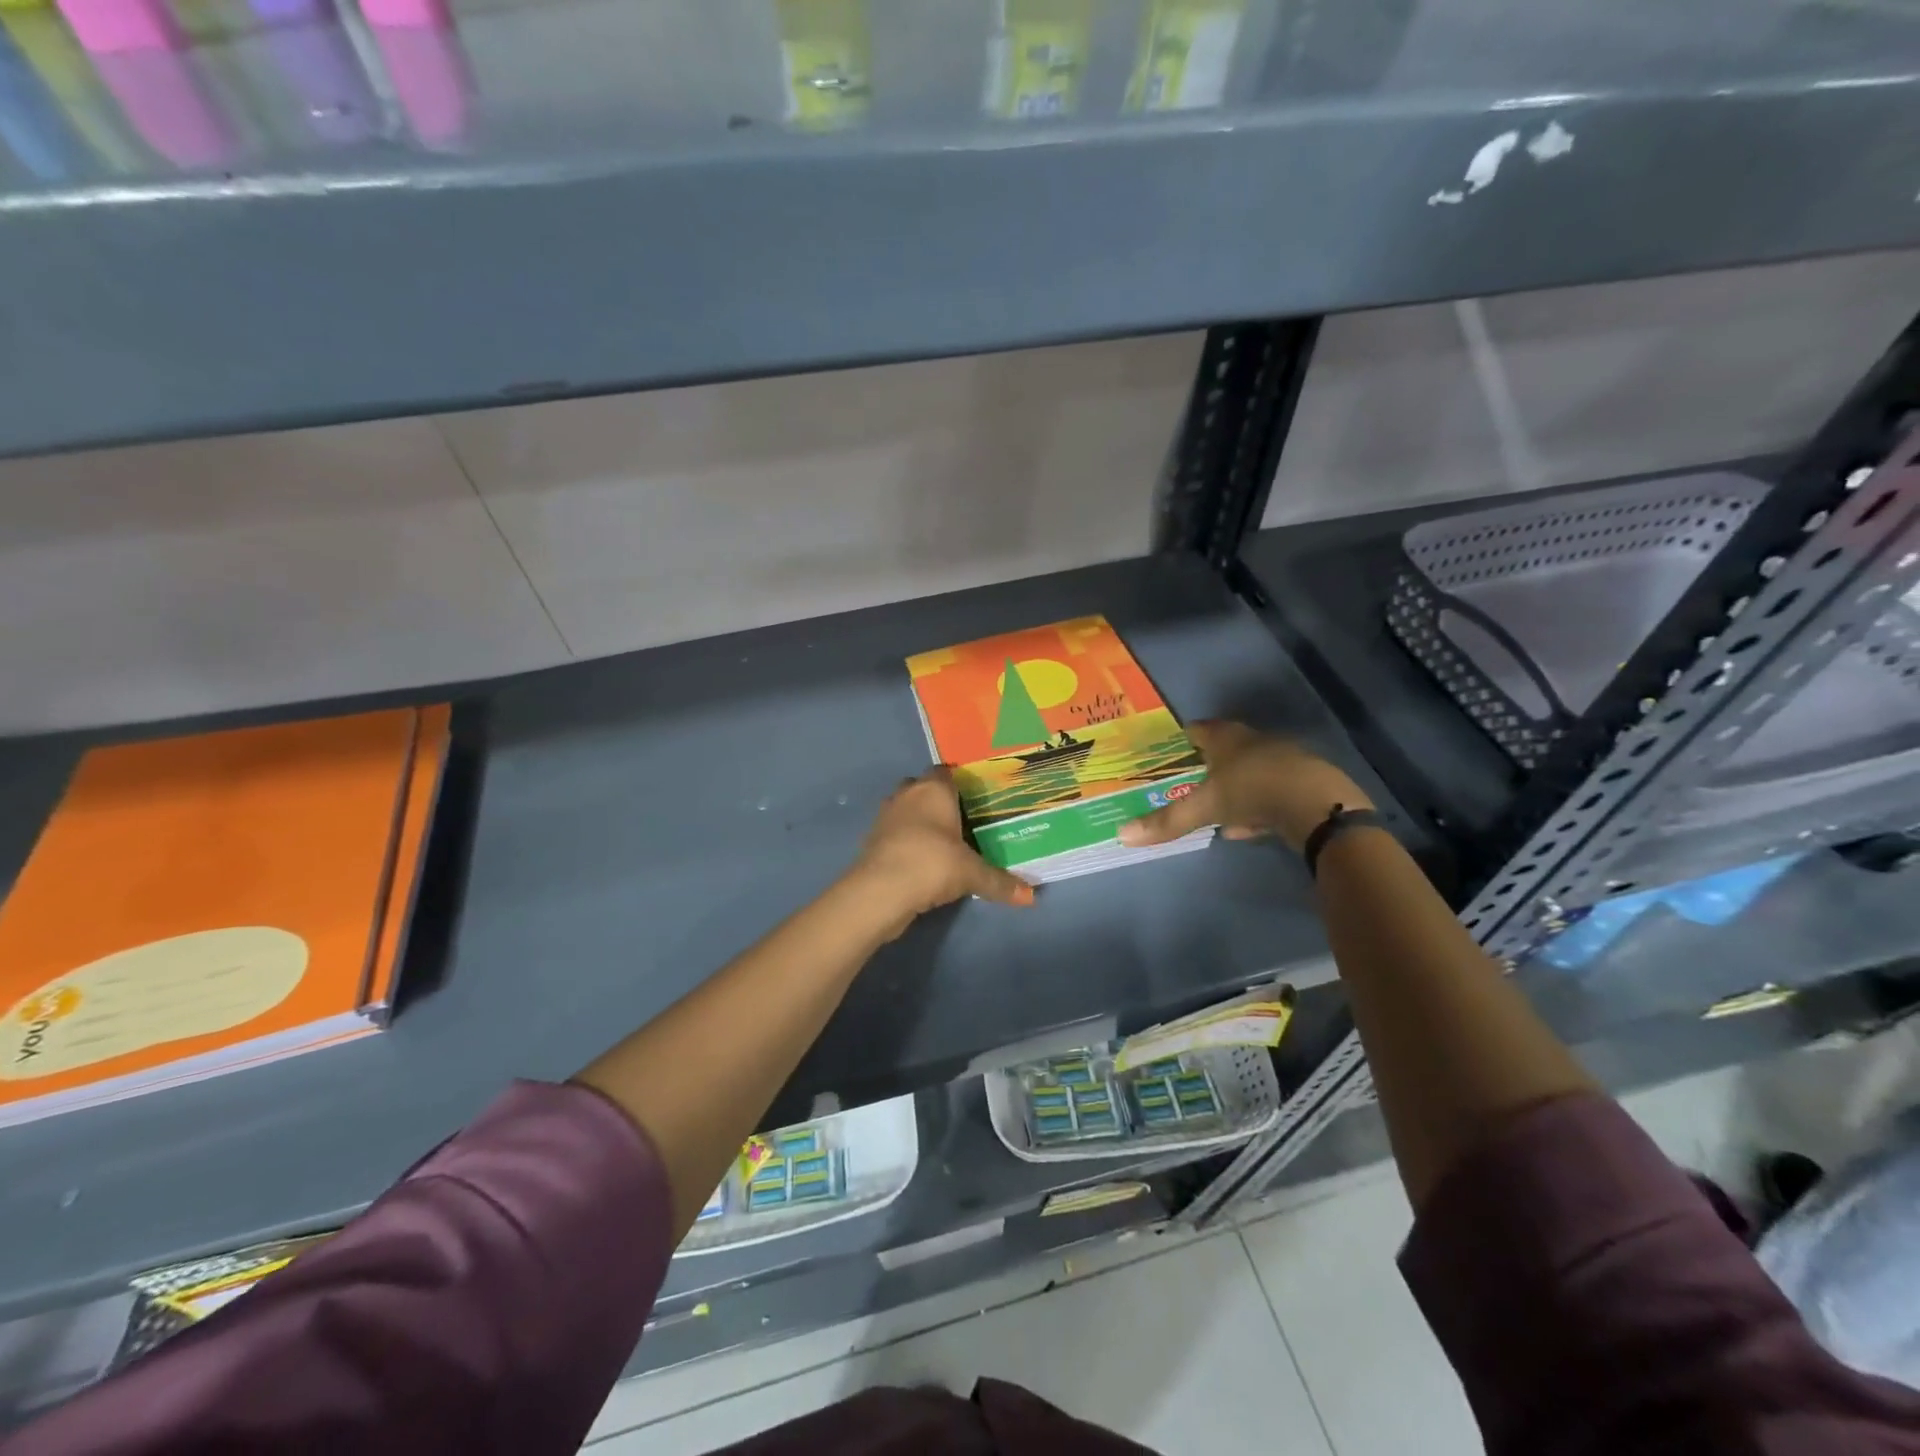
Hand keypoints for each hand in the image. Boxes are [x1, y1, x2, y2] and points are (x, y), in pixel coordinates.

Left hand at [847, 769, 1035, 934]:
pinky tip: (922, 861)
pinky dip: (906, 842)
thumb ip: (1000, 882)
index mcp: (933, 790)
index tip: (976, 798)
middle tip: (962, 821)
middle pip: (923, 788)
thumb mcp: (972, 874)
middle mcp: (907, 795)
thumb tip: (1031, 897)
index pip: (945, 772)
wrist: (880, 892)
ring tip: (943, 842)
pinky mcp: (873, 840)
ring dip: (919, 822)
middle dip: (938, 801)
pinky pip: (895, 833)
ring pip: (906, 810)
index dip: (959, 782)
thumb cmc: (932, 864)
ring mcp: (885, 817)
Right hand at [1118, 721, 1371, 853]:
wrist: (1317, 804)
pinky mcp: (1301, 783)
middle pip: (1226, 748)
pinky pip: (1268, 792)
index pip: (1199, 729)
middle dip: (1208, 764)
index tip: (1171, 748)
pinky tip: (1246, 828)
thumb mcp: (1203, 807)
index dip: (1184, 738)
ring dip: (1233, 788)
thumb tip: (1121, 834)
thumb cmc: (1251, 790)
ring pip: (1248, 772)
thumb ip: (1167, 820)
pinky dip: (1255, 807)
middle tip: (1188, 780)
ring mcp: (1281, 760)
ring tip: (1213, 809)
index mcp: (1226, 738)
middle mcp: (1254, 741)